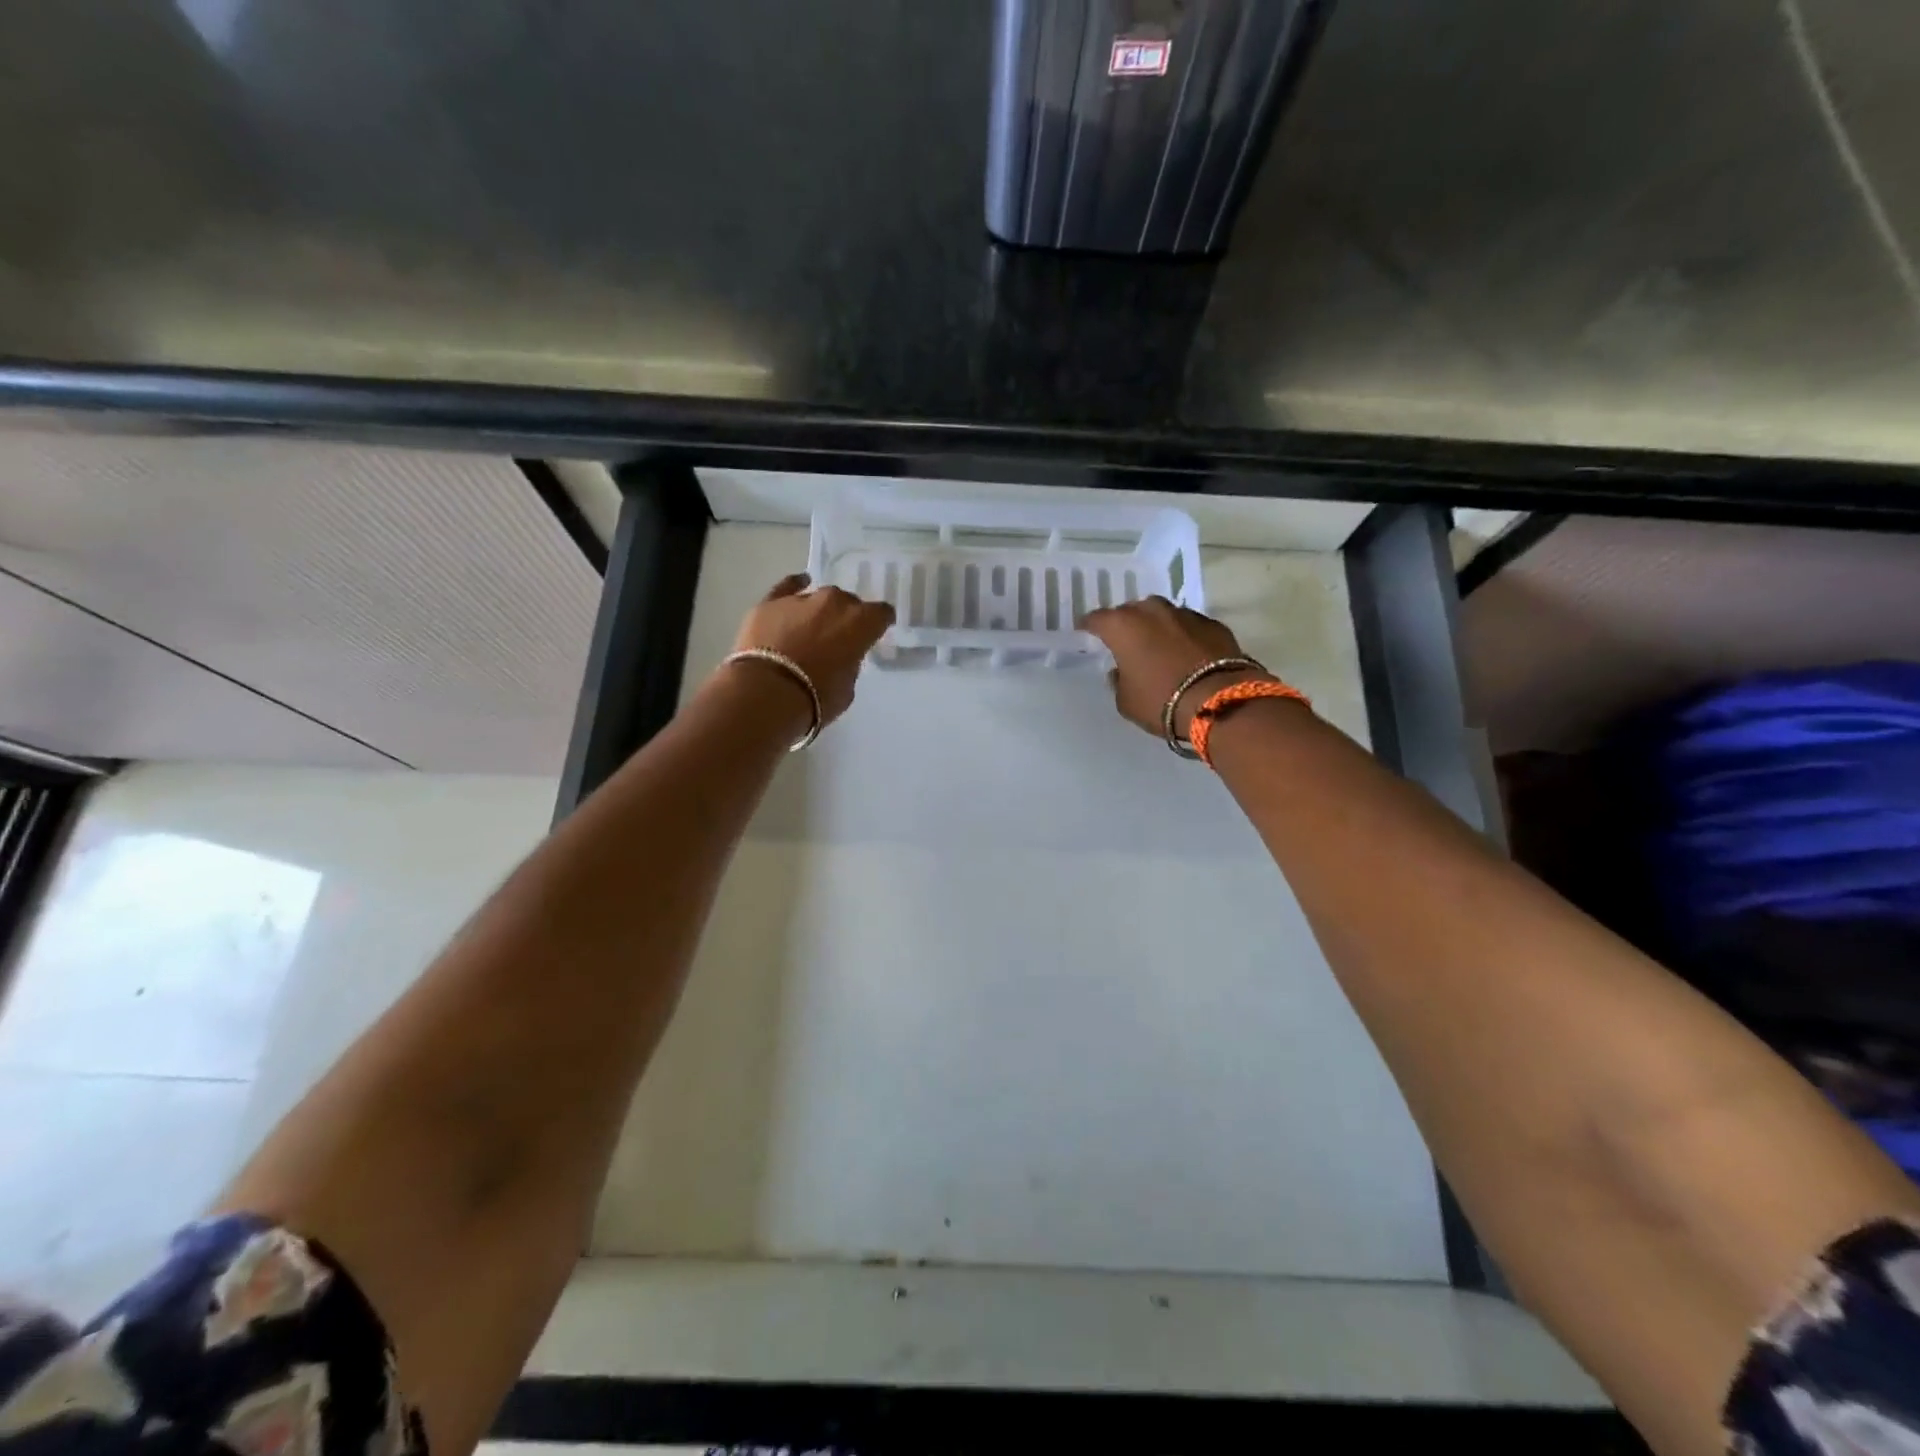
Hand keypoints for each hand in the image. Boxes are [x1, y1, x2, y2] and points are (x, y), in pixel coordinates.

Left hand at [724, 573, 894, 728]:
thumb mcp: (846, 689)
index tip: (874, 633)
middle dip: (845, 618)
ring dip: (819, 611)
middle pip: (848, 603)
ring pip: (819, 598)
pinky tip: (799, 584)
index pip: (881, 614)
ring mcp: (801, 599)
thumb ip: (849, 665)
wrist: (766, 693)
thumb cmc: (815, 698)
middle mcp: (835, 602)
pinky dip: (794, 586)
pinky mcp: (770, 602)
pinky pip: (787, 586)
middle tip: (837, 639)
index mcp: (861, 622)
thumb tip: (840, 657)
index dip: (879, 623)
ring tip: (811, 629)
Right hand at [1083, 596, 1265, 738]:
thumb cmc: (1161, 701)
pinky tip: (1185, 652)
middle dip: (1126, 623)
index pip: (1097, 619)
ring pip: (1162, 614)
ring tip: (1157, 645)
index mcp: (1123, 626)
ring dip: (1157, 627)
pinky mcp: (1213, 624)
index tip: (1085, 631)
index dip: (1089, 626)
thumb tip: (1121, 671)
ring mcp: (1185, 614)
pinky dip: (1183, 635)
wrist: (1220, 702)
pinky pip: (1188, 626)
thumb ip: (1118, 681)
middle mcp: (1152, 612)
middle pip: (1132, 611)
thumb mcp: (1126, 701)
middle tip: (1125, 641)